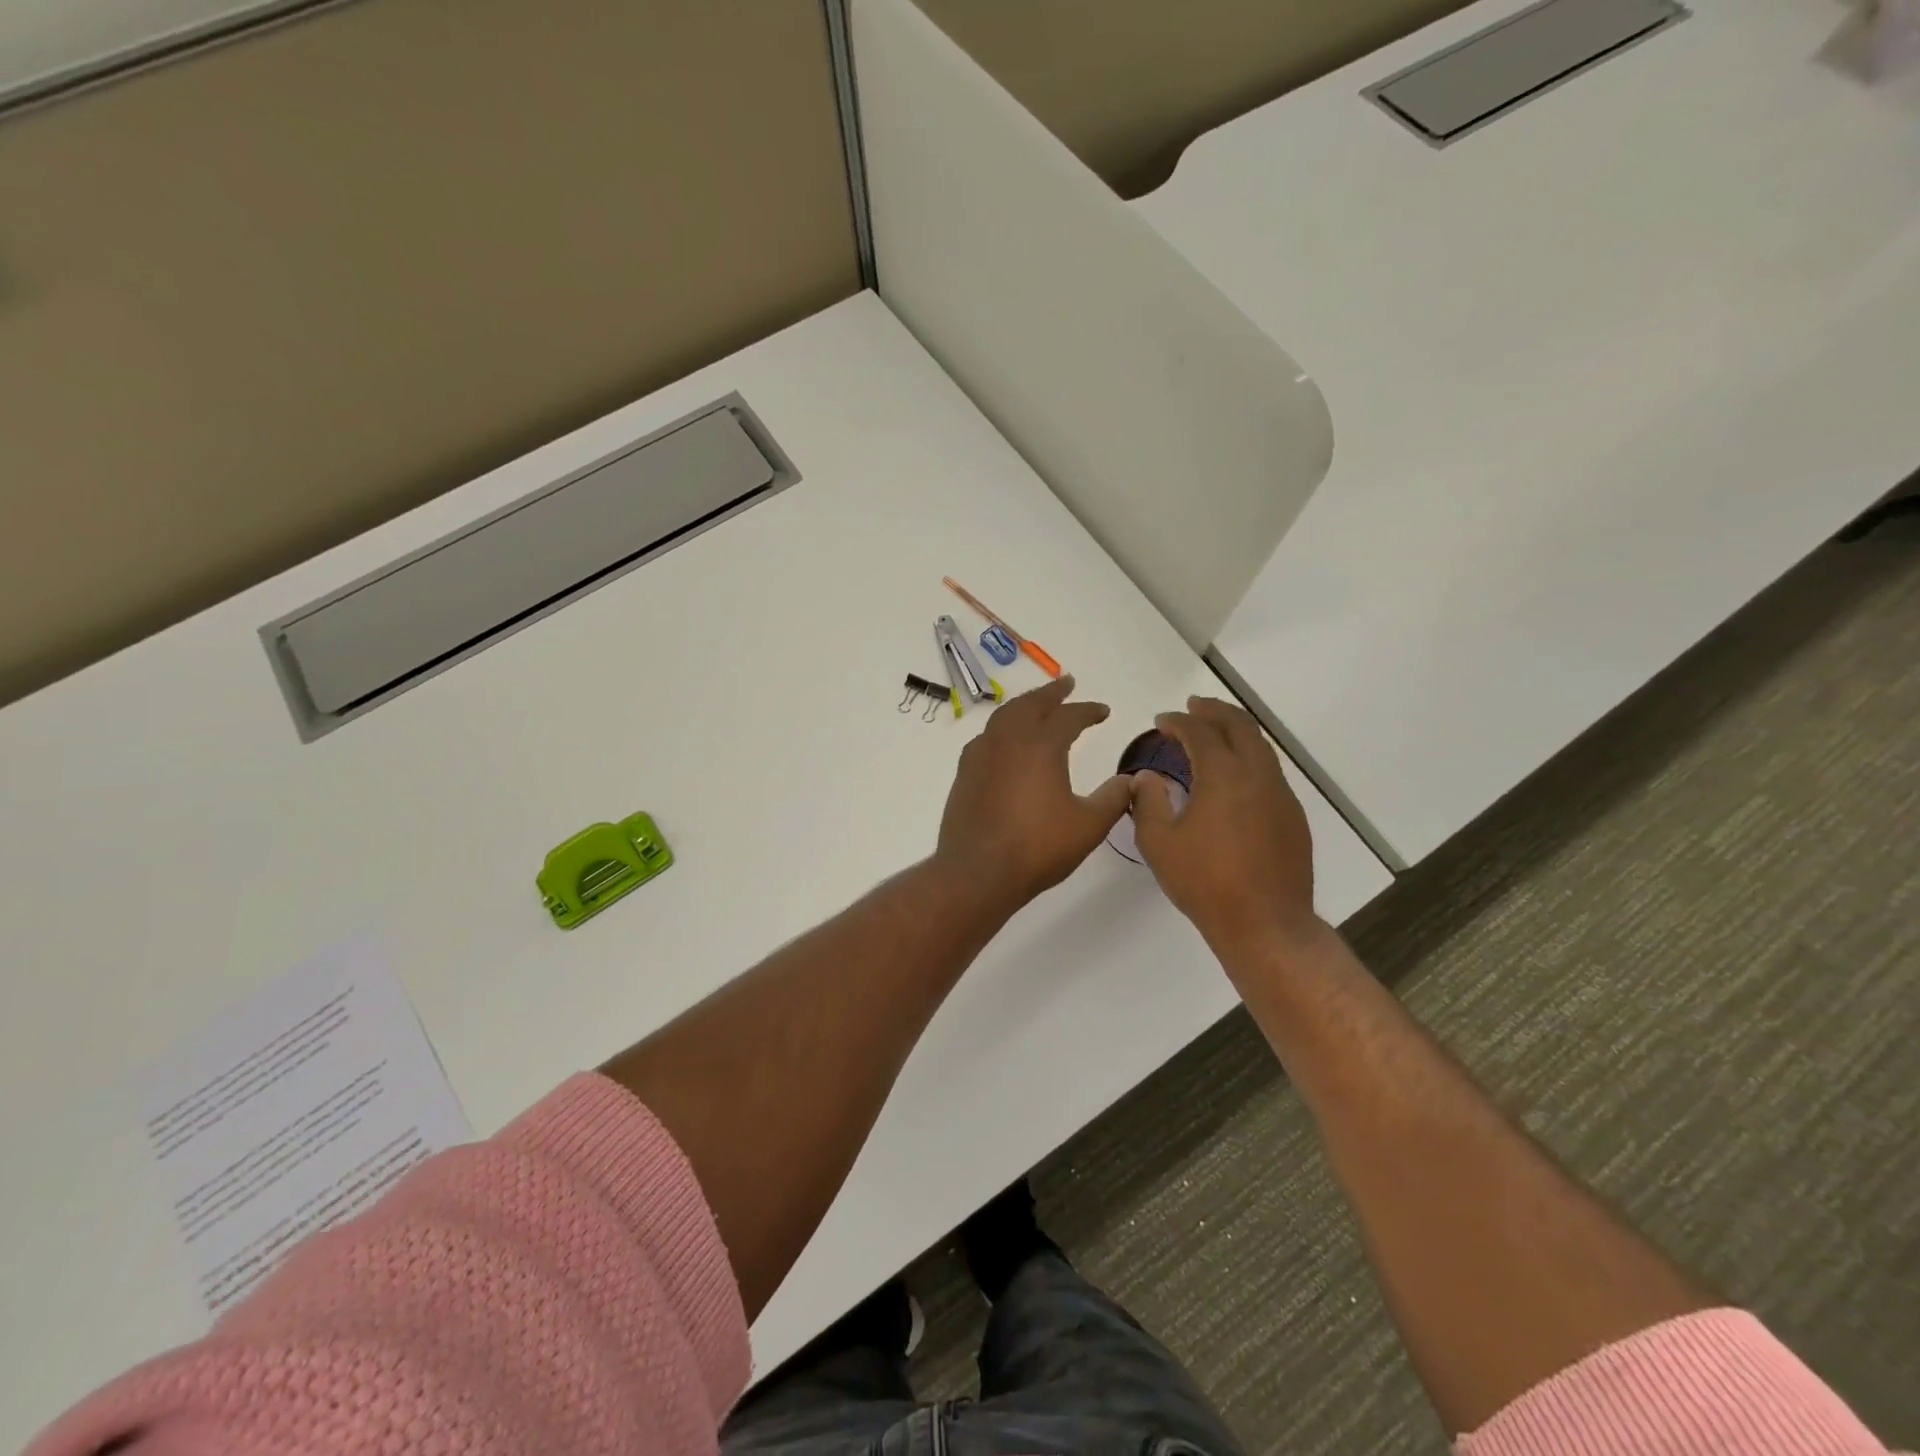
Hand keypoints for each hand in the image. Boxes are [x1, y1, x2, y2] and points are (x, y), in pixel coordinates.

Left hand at [935, 676, 1132, 909]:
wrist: (978, 872)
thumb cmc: (1038, 847)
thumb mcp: (1088, 825)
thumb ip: (1113, 798)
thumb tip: (1130, 780)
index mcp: (1041, 746)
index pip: (1069, 717)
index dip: (1088, 710)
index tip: (1103, 711)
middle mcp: (1008, 741)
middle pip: (1030, 704)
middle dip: (1051, 693)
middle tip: (1066, 684)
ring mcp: (981, 755)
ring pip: (1003, 716)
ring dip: (1023, 705)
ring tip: (1036, 705)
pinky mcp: (965, 774)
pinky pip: (986, 737)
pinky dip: (1001, 728)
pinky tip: (1004, 741)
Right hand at [1131, 697, 1320, 958]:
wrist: (1266, 924)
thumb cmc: (1205, 883)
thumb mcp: (1159, 843)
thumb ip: (1148, 802)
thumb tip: (1148, 777)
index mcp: (1224, 776)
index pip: (1200, 732)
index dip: (1178, 721)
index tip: (1161, 720)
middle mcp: (1258, 775)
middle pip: (1240, 726)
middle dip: (1214, 710)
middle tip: (1193, 706)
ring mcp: (1281, 795)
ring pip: (1261, 747)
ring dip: (1235, 731)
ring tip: (1213, 733)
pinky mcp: (1293, 816)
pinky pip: (1270, 771)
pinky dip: (1248, 757)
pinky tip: (1233, 776)